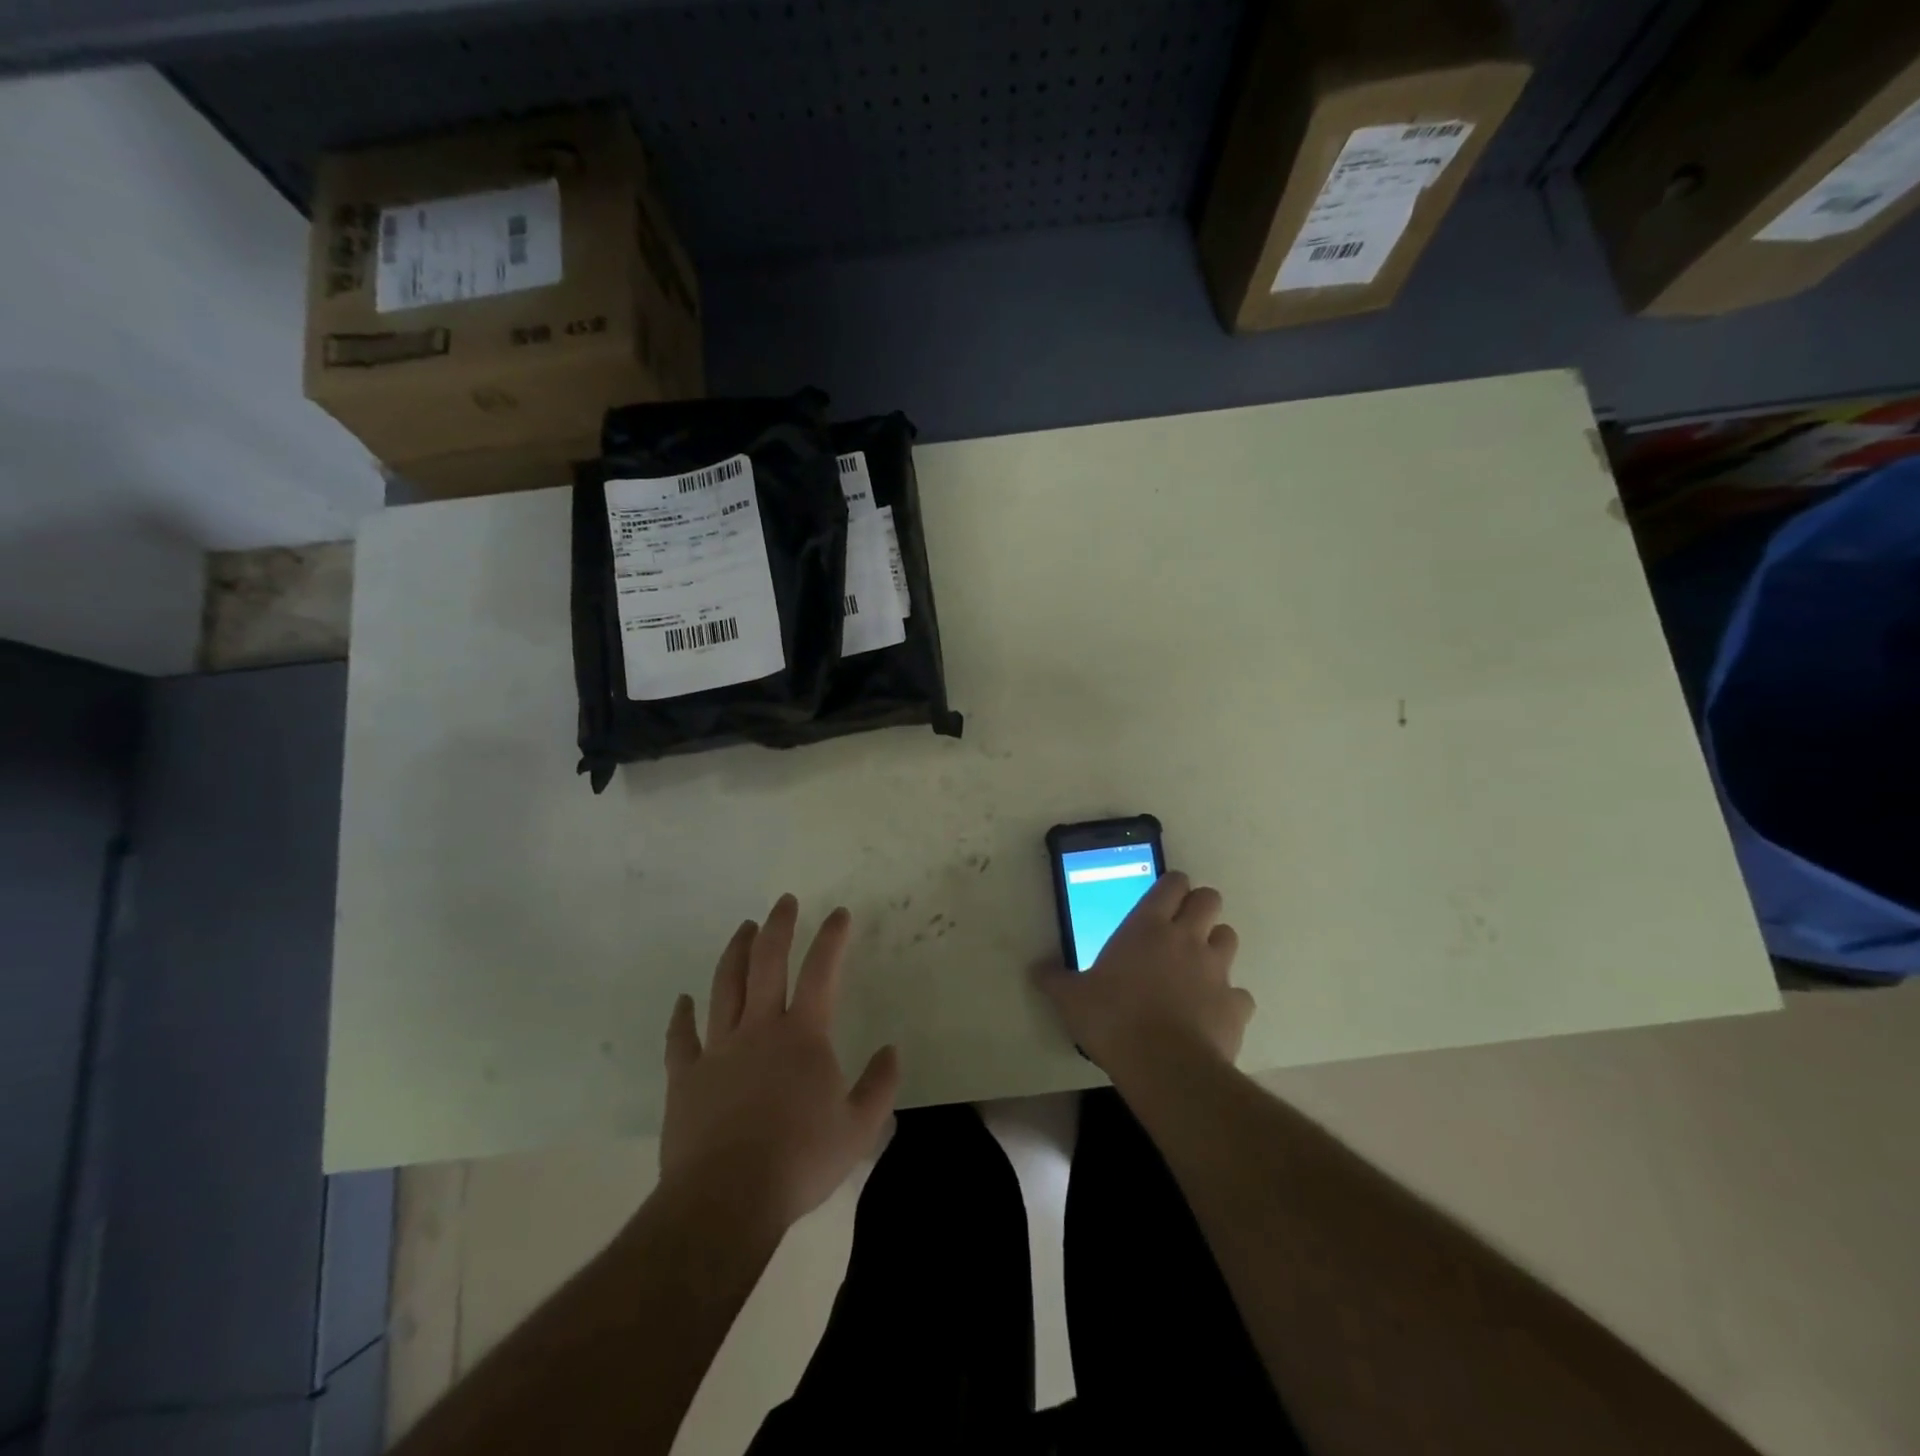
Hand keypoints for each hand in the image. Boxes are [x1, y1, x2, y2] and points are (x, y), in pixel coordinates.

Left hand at [660, 895, 900, 1231]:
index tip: (839, 913)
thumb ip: (879, 1086)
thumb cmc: (799, 1160)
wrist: (726, 1199)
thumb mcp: (858, 1128)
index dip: (832, 938)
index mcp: (803, 1035)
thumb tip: (891, 1051)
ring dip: (736, 953)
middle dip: (778, 927)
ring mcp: (718, 1049)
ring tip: (744, 929)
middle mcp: (759, 1028)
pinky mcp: (685, 1076)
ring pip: (725, 987)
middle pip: (767, 963)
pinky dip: (681, 1016)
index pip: (821, 972)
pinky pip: (681, 1038)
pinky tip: (684, 999)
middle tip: (784, 901)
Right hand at [1034, 871, 1254, 1079]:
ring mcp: (1217, 970)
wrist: (1166, 1067)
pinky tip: (1211, 1013)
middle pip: (1209, 899)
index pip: (1172, 883)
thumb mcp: (1072, 999)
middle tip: (1181, 926)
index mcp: (1147, 927)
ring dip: (1215, 945)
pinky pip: (1239, 993)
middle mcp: (1187, 939)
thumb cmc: (1113, 1020)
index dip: (1171, 885)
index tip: (1163, 896)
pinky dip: (1228, 998)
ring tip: (1197, 965)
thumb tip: (1036, 969)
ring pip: (1229, 937)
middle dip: (1199, 906)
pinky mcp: (1236, 1005)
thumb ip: (1055, 980)